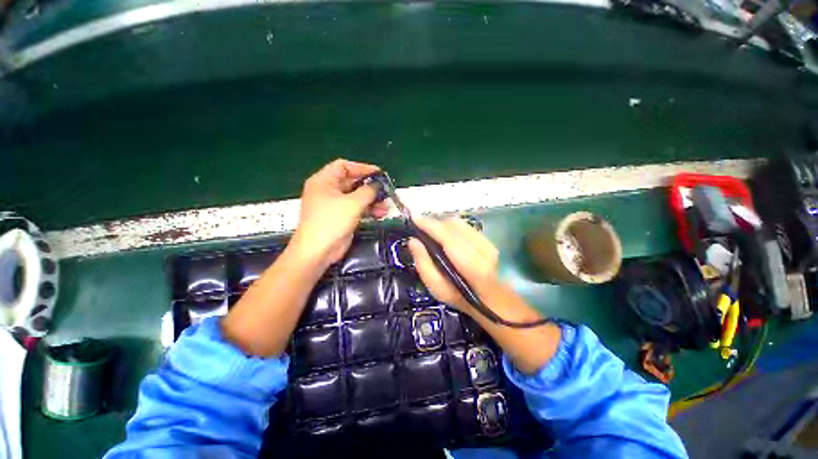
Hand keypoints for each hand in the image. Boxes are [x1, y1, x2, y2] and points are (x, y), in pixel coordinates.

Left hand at [291, 159, 387, 266]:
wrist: (318, 251)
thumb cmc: (332, 222)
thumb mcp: (353, 203)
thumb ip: (368, 191)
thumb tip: (377, 185)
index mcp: (324, 181)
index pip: (344, 166)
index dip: (362, 168)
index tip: (379, 174)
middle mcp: (327, 191)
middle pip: (352, 182)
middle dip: (370, 187)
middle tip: (385, 192)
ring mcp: (334, 205)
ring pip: (356, 197)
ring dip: (372, 201)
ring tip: (385, 208)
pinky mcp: (340, 217)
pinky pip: (356, 209)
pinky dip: (368, 210)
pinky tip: (380, 215)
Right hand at [407, 216, 500, 314]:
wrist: (488, 299)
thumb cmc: (459, 296)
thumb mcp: (436, 288)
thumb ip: (423, 264)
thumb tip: (413, 241)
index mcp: (472, 266)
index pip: (449, 237)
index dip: (431, 225)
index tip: (414, 219)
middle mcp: (483, 250)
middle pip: (454, 225)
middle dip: (435, 223)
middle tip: (421, 228)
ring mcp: (488, 243)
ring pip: (460, 223)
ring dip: (443, 224)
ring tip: (431, 231)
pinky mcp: (488, 239)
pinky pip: (465, 226)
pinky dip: (451, 227)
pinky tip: (444, 234)